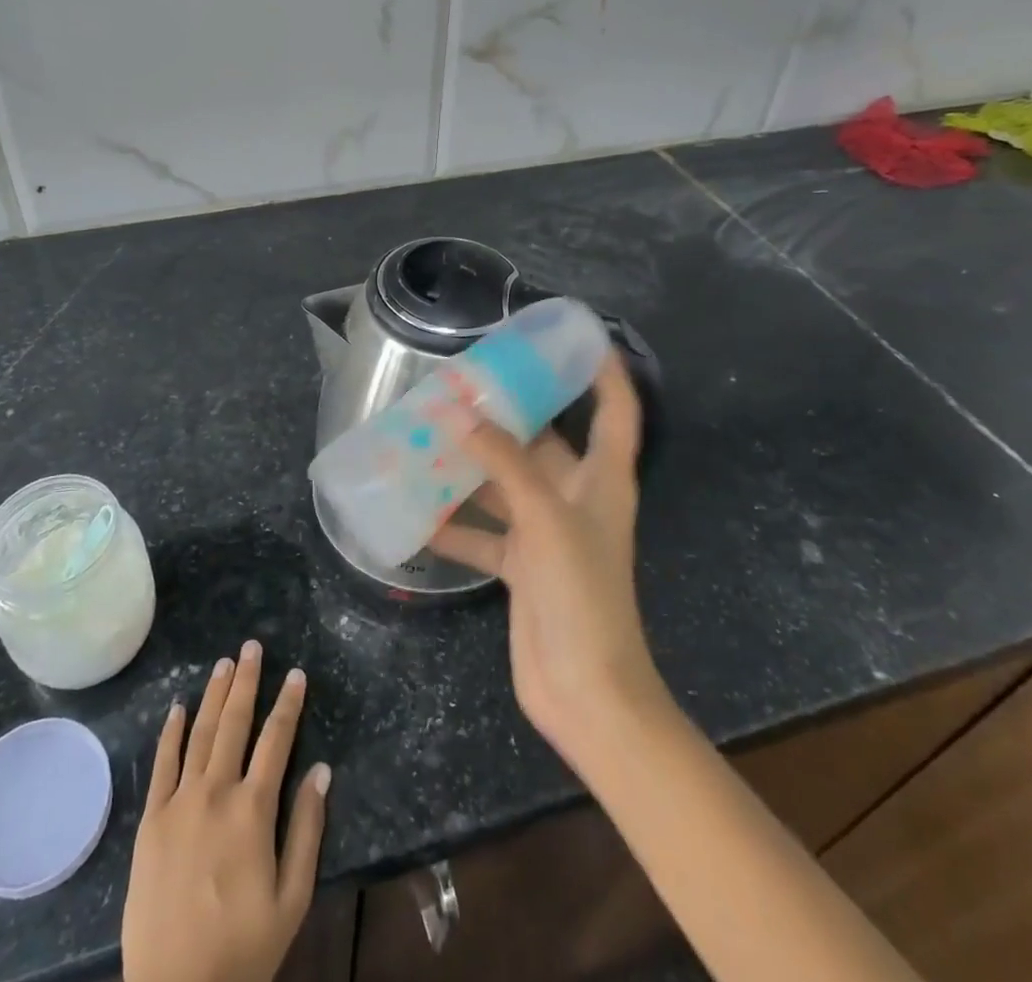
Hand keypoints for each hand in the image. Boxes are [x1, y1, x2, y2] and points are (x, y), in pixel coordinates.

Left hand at [121, 640, 332, 981]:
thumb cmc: (243, 949)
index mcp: (253, 809)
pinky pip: (162, 764)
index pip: (276, 740)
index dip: (288, 703)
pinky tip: (178, 706)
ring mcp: (179, 803)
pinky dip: (171, 732)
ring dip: (213, 694)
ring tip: (224, 663)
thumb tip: (322, 769)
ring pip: (199, 733)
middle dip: (246, 681)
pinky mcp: (151, 820)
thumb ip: (307, 829)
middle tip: (252, 646)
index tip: (296, 673)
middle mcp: (216, 792)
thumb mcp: (292, 897)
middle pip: (234, 723)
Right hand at [428, 355, 663, 771]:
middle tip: (461, 382)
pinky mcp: (521, 566)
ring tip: (425, 435)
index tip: (574, 338)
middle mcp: (575, 497)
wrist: (587, 695)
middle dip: (506, 414)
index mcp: (601, 479)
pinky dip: (453, 522)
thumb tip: (459, 412)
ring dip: (469, 465)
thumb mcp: (546, 518)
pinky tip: (416, 511)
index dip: (602, 371)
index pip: (615, 409)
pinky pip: (482, 531)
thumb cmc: (583, 596)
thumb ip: (503, 463)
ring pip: (504, 483)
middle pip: (543, 441)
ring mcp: (546, 532)